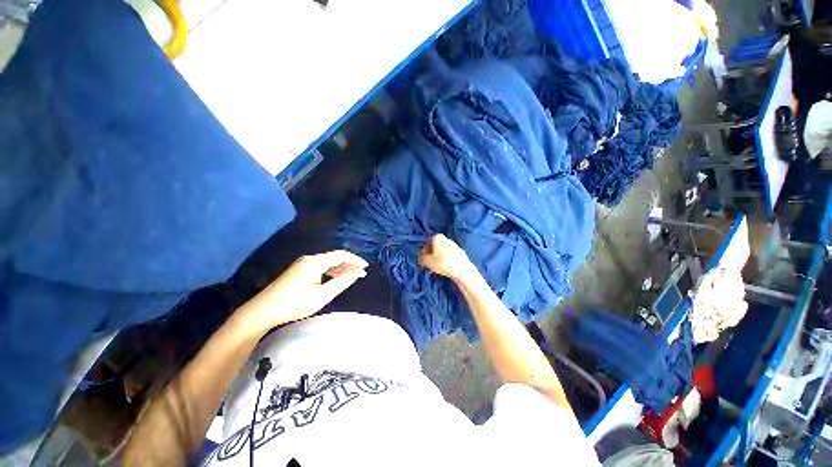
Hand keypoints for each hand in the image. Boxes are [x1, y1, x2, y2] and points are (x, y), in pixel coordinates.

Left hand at [237, 250, 367, 334]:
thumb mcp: (321, 296)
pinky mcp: (299, 269)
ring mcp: (303, 263)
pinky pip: (321, 266)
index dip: (355, 260)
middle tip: (361, 273)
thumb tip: (356, 274)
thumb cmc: (294, 304)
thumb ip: (341, 283)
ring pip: (328, 262)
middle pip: (335, 257)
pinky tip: (336, 277)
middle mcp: (309, 259)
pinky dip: (331, 271)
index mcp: (315, 262)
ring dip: (341, 267)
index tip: (366, 267)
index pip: (341, 255)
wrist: (263, 311)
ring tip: (352, 276)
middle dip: (349, 264)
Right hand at [418, 234, 476, 281]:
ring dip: (439, 257)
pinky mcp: (460, 252)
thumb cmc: (442, 263)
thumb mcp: (427, 262)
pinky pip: (450, 255)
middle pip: (435, 246)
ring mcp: (454, 245)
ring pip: (443, 251)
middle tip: (429, 264)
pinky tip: (446, 268)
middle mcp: (446, 238)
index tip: (423, 259)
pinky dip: (446, 260)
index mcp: (437, 237)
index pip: (427, 242)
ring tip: (437, 267)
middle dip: (431, 254)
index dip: (423, 251)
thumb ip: (421, 258)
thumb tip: (421, 258)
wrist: (462, 269)